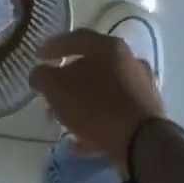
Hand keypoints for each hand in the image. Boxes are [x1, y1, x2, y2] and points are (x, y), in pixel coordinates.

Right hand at [29, 29, 166, 175]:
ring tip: (61, 121)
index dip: (52, 47)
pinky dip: (96, 123)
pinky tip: (80, 141)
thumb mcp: (57, 88)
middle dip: (65, 81)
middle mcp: (129, 61)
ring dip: (80, 104)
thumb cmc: (96, 107)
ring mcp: (141, 88)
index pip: (75, 38)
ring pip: (102, 91)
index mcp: (108, 47)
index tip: (37, 57)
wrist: (143, 144)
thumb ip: (43, 76)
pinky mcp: (146, 114)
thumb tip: (39, 73)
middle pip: (90, 66)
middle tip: (49, 94)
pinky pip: (114, 114)